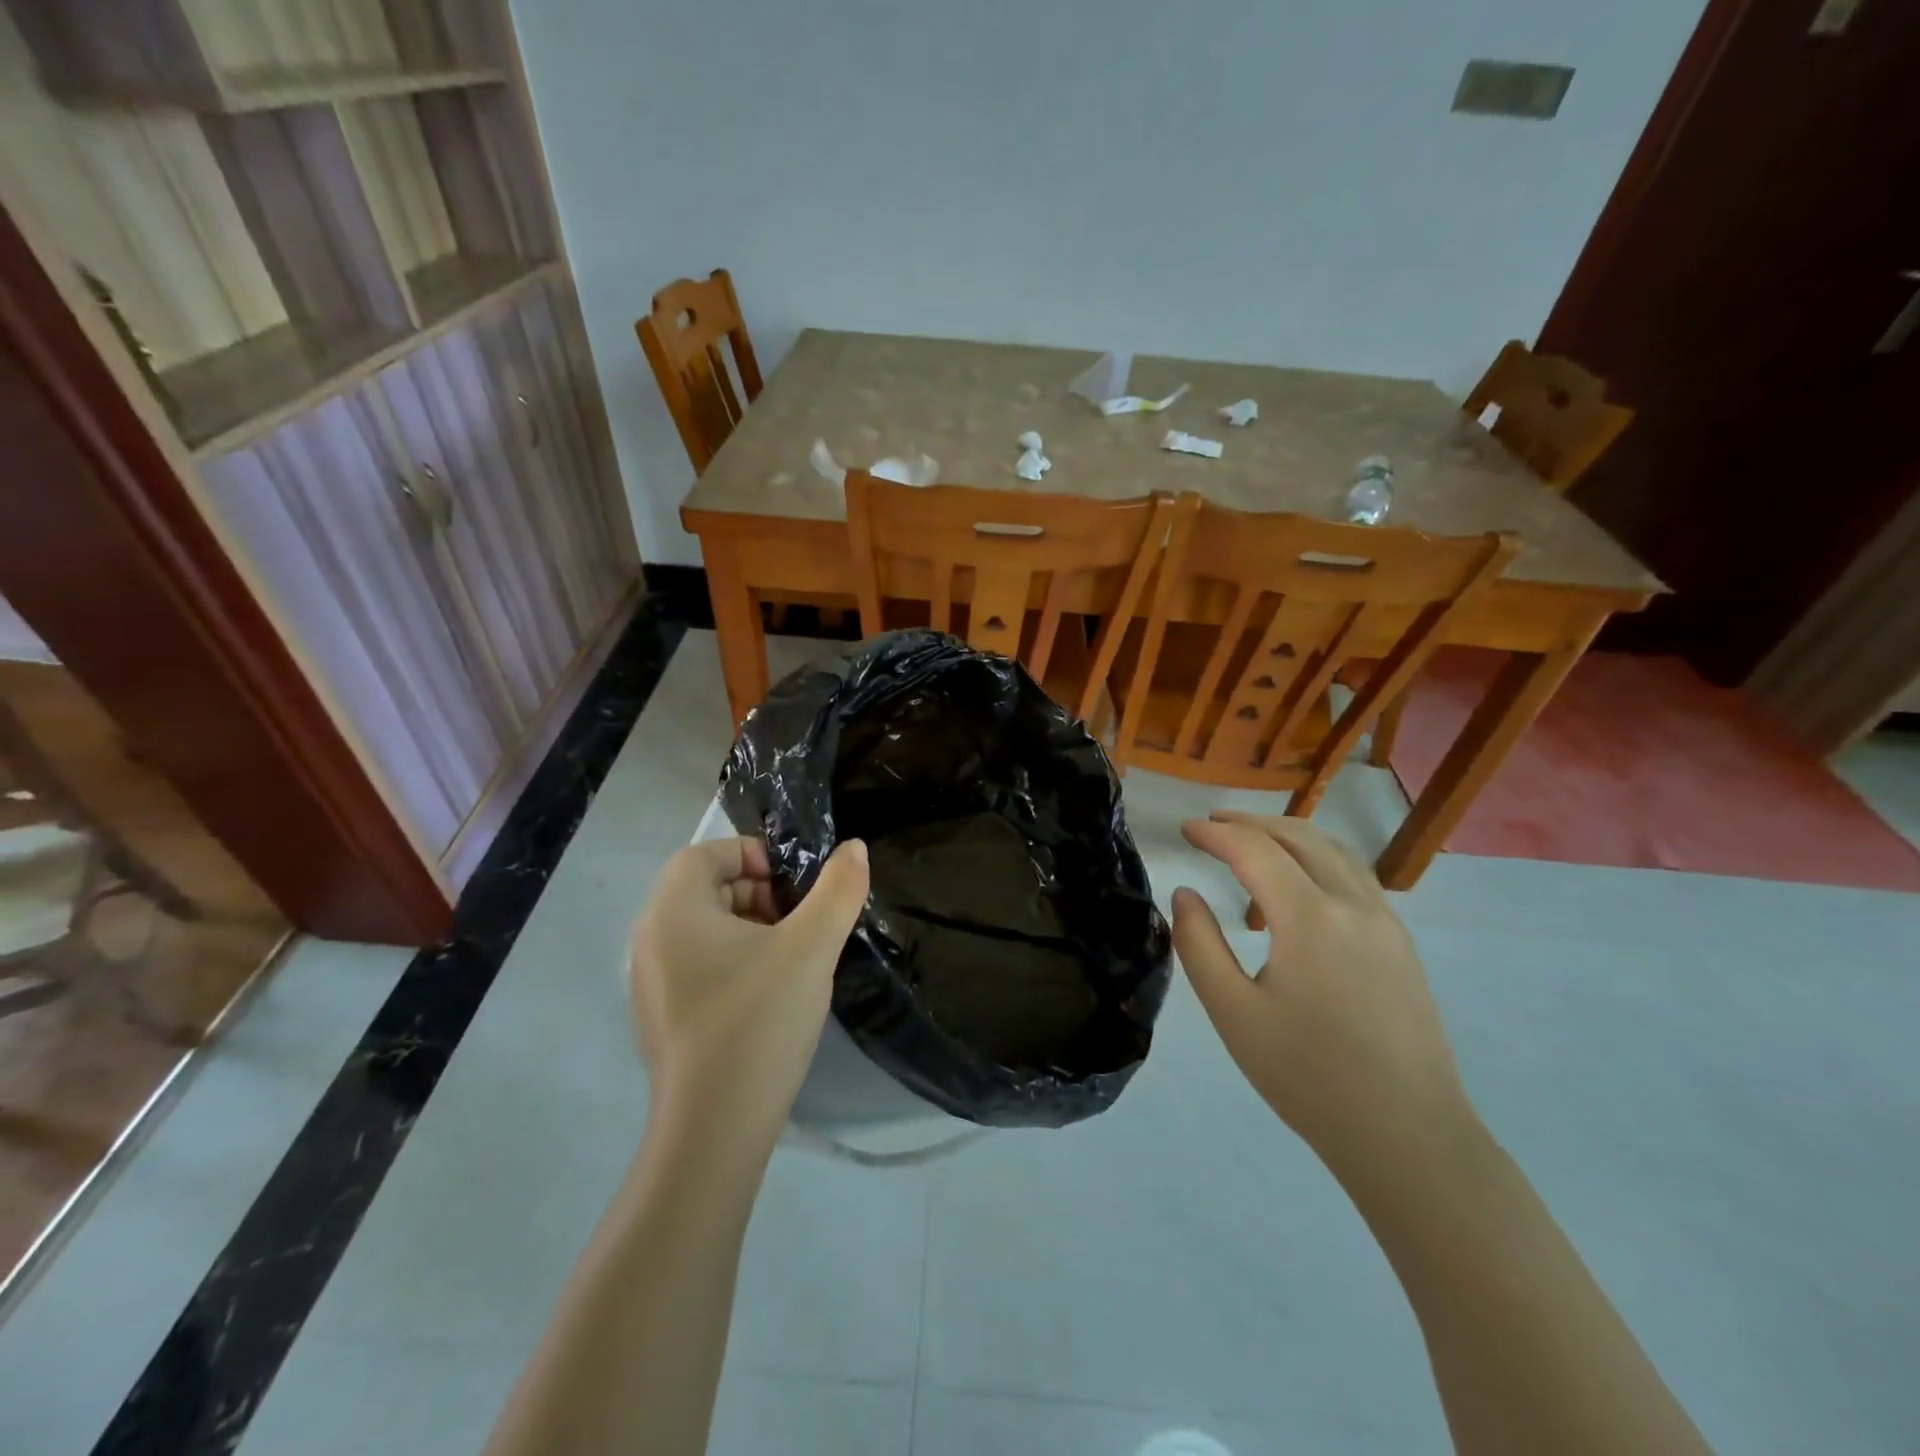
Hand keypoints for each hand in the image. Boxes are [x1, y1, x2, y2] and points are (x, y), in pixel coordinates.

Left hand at [630, 837, 868, 1154]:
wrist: (713, 1130)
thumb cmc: (758, 1020)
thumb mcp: (811, 947)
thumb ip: (838, 890)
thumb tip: (854, 849)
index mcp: (673, 911)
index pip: (705, 854)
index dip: (752, 854)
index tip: (794, 883)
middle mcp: (650, 940)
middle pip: (704, 889)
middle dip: (757, 892)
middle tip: (799, 919)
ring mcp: (650, 985)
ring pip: (703, 930)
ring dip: (749, 928)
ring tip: (792, 956)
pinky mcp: (662, 1020)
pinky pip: (697, 967)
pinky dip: (734, 963)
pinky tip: (769, 996)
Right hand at [1172, 812, 1477, 1181]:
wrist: (1408, 1136)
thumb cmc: (1308, 1078)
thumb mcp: (1233, 1014)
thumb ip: (1199, 945)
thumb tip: (1185, 894)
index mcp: (1311, 919)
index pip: (1256, 851)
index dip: (1216, 834)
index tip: (1185, 829)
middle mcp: (1354, 905)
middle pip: (1299, 837)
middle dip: (1251, 823)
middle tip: (1212, 824)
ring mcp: (1386, 922)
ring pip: (1334, 851)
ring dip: (1288, 834)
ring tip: (1252, 839)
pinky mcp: (1401, 944)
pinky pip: (1355, 876)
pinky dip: (1317, 858)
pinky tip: (1299, 883)